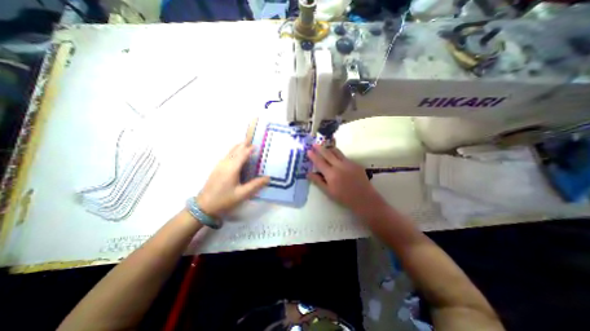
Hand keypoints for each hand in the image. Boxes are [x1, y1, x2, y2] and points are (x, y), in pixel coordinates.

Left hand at [197, 140, 270, 215]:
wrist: (203, 206)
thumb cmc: (224, 200)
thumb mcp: (242, 194)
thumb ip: (255, 185)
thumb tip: (268, 178)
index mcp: (232, 168)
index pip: (242, 155)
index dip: (249, 149)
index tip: (257, 145)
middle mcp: (225, 164)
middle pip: (235, 151)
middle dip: (243, 144)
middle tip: (251, 139)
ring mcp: (219, 166)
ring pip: (229, 152)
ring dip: (237, 147)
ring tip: (244, 143)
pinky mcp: (216, 169)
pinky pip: (226, 156)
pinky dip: (233, 152)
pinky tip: (234, 154)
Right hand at [307, 145, 385, 214]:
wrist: (364, 198)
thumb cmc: (344, 198)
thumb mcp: (328, 192)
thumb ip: (318, 181)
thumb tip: (308, 173)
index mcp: (331, 174)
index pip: (319, 162)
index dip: (313, 156)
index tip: (308, 151)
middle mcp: (339, 166)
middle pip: (328, 153)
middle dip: (320, 148)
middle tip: (314, 144)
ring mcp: (349, 163)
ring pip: (337, 152)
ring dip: (329, 149)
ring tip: (325, 147)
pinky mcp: (355, 163)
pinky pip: (344, 157)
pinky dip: (338, 155)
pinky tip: (336, 159)